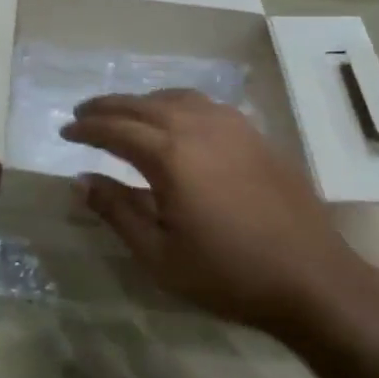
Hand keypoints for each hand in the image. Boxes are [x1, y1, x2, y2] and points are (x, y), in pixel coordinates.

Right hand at [60, 90, 364, 335]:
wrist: (313, 279)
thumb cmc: (228, 274)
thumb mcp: (158, 255)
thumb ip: (116, 211)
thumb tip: (82, 181)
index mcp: (169, 156)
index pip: (115, 130)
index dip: (86, 128)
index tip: (65, 132)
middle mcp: (197, 127)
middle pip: (140, 104)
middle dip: (106, 107)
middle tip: (82, 113)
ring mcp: (230, 126)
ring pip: (173, 97)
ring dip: (141, 101)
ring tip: (123, 113)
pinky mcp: (254, 134)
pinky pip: (203, 104)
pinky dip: (175, 103)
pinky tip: (174, 118)